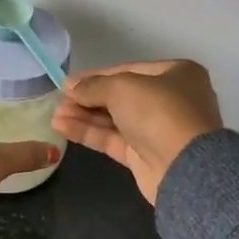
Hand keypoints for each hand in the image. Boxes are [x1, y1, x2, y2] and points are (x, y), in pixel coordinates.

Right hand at [51, 60, 222, 203]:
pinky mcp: (145, 155)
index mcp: (176, 74)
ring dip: (85, 116)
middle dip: (88, 98)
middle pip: (121, 95)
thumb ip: (94, 86)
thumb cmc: (159, 113)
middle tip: (59, 100)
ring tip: (55, 115)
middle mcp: (170, 99)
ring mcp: (158, 129)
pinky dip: (89, 132)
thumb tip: (70, 87)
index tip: (68, 82)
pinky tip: (62, 127)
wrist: (184, 168)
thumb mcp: (123, 88)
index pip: (128, 70)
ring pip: (115, 119)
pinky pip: (113, 139)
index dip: (97, 76)